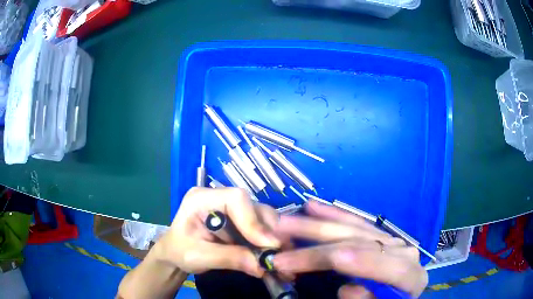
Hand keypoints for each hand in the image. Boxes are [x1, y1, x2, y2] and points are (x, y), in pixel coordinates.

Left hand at [154, 187, 280, 276]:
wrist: (175, 254)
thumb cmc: (180, 252)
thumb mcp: (200, 257)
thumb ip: (230, 258)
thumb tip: (263, 265)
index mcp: (201, 198)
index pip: (236, 199)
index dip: (253, 221)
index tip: (268, 245)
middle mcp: (219, 196)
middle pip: (253, 206)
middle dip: (267, 231)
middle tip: (279, 254)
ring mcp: (230, 206)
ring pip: (260, 215)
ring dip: (271, 237)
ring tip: (278, 256)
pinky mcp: (238, 218)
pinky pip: (259, 225)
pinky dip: (267, 241)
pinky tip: (271, 254)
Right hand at [272, 201, 427, 297]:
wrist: (395, 296)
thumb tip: (348, 287)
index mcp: (411, 278)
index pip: (393, 269)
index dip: (365, 263)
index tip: (335, 258)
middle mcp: (403, 253)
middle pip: (365, 246)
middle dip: (323, 249)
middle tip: (285, 253)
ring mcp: (390, 241)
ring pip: (354, 230)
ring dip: (318, 227)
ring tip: (285, 223)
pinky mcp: (378, 236)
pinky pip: (355, 223)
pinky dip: (332, 215)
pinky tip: (312, 207)